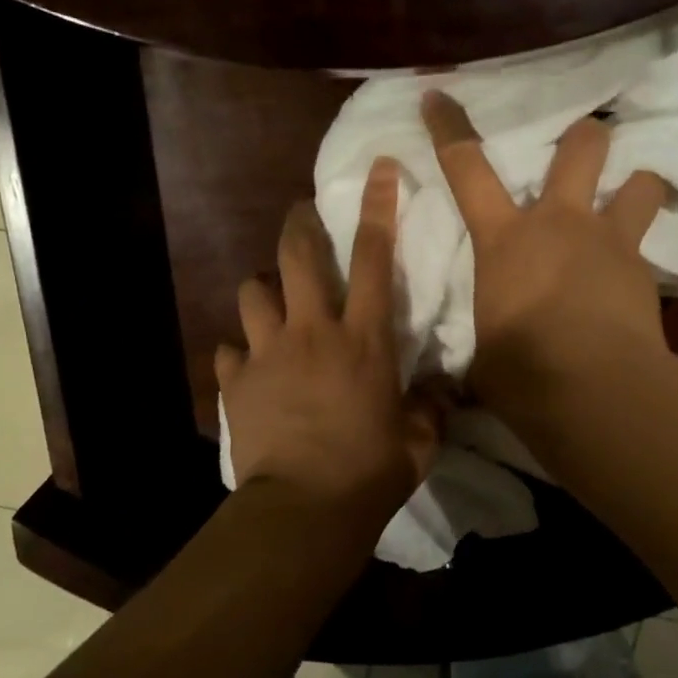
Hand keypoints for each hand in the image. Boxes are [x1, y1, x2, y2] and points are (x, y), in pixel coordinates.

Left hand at [218, 159, 441, 520]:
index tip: (380, 168)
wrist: (304, 509)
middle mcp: (312, 331)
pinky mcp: (236, 381)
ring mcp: (267, 353)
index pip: (373, 257)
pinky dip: (239, 351)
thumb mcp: (420, 442)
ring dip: (263, 288)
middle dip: (299, 224)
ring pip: (252, 291)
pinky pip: (229, 349)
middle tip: (302, 214)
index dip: (378, 207)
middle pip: (297, 255)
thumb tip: (448, 390)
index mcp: (364, 339)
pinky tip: (248, 367)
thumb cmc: (370, 472)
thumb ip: (434, 407)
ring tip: (272, 301)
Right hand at [423, 90, 668, 403]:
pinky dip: (642, 257)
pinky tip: (635, 286)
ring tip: (629, 204)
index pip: (466, 166)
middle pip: (581, 146)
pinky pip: (649, 249)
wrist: (596, 392)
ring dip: (634, 187)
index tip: (438, 94)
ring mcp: (610, 242)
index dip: (448, 127)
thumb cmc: (522, 370)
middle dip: (583, 138)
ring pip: (640, 182)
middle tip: (582, 147)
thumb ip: (484, 344)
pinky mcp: (646, 273)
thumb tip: (470, 374)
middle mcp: (560, 223)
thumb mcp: (483, 356)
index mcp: (505, 238)